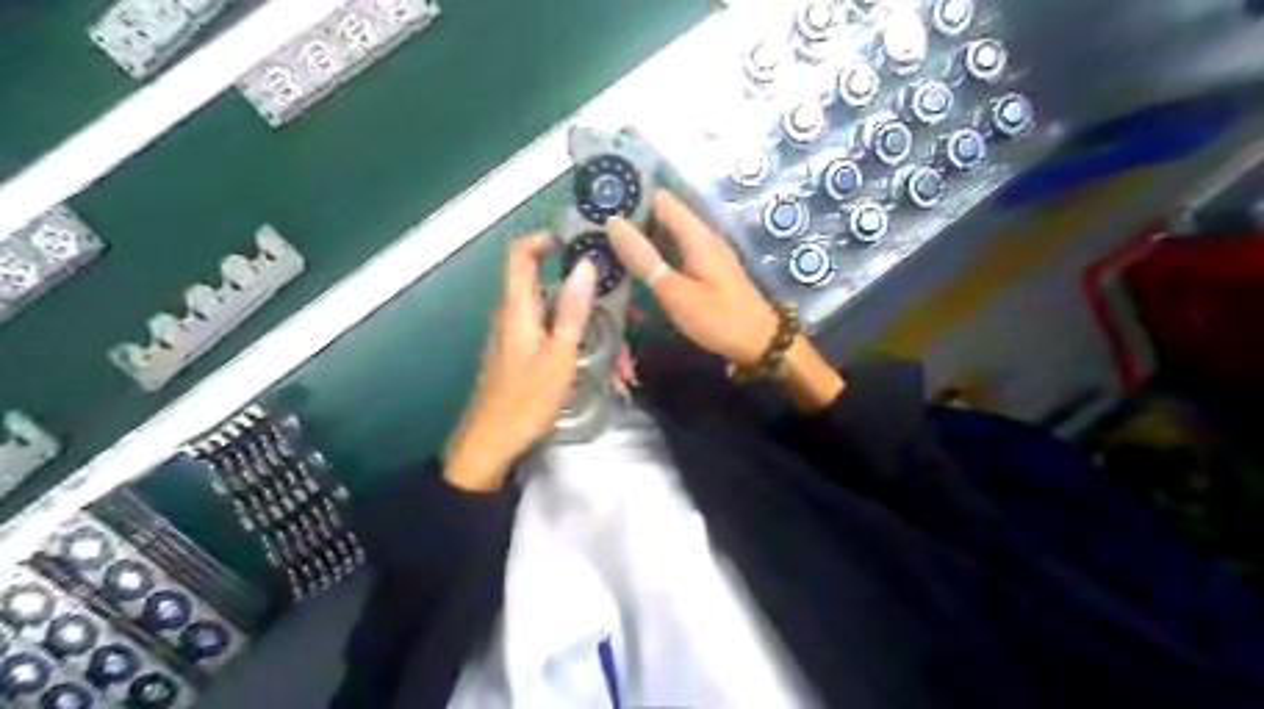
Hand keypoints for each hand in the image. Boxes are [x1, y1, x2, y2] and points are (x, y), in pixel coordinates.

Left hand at [446, 236, 598, 491]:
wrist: (490, 443)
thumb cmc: (525, 398)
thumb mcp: (559, 354)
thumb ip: (572, 310)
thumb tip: (585, 265)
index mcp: (518, 308)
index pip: (519, 256)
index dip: (541, 240)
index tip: (573, 242)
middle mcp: (514, 317)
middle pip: (551, 293)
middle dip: (591, 303)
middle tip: (626, 321)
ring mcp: (517, 339)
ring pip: (557, 321)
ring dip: (591, 333)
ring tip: (623, 364)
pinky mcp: (521, 358)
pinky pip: (552, 340)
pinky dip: (578, 349)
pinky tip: (605, 375)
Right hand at [606, 191, 840, 411]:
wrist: (761, 345)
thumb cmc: (719, 319)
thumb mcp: (676, 292)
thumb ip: (645, 259)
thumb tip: (613, 222)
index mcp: (696, 235)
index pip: (660, 199)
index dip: (631, 195)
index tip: (598, 201)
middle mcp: (701, 238)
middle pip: (661, 217)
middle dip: (630, 220)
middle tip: (591, 229)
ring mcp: (704, 255)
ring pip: (666, 238)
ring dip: (640, 241)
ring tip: (603, 246)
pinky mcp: (704, 272)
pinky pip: (673, 256)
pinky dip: (653, 259)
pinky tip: (631, 271)